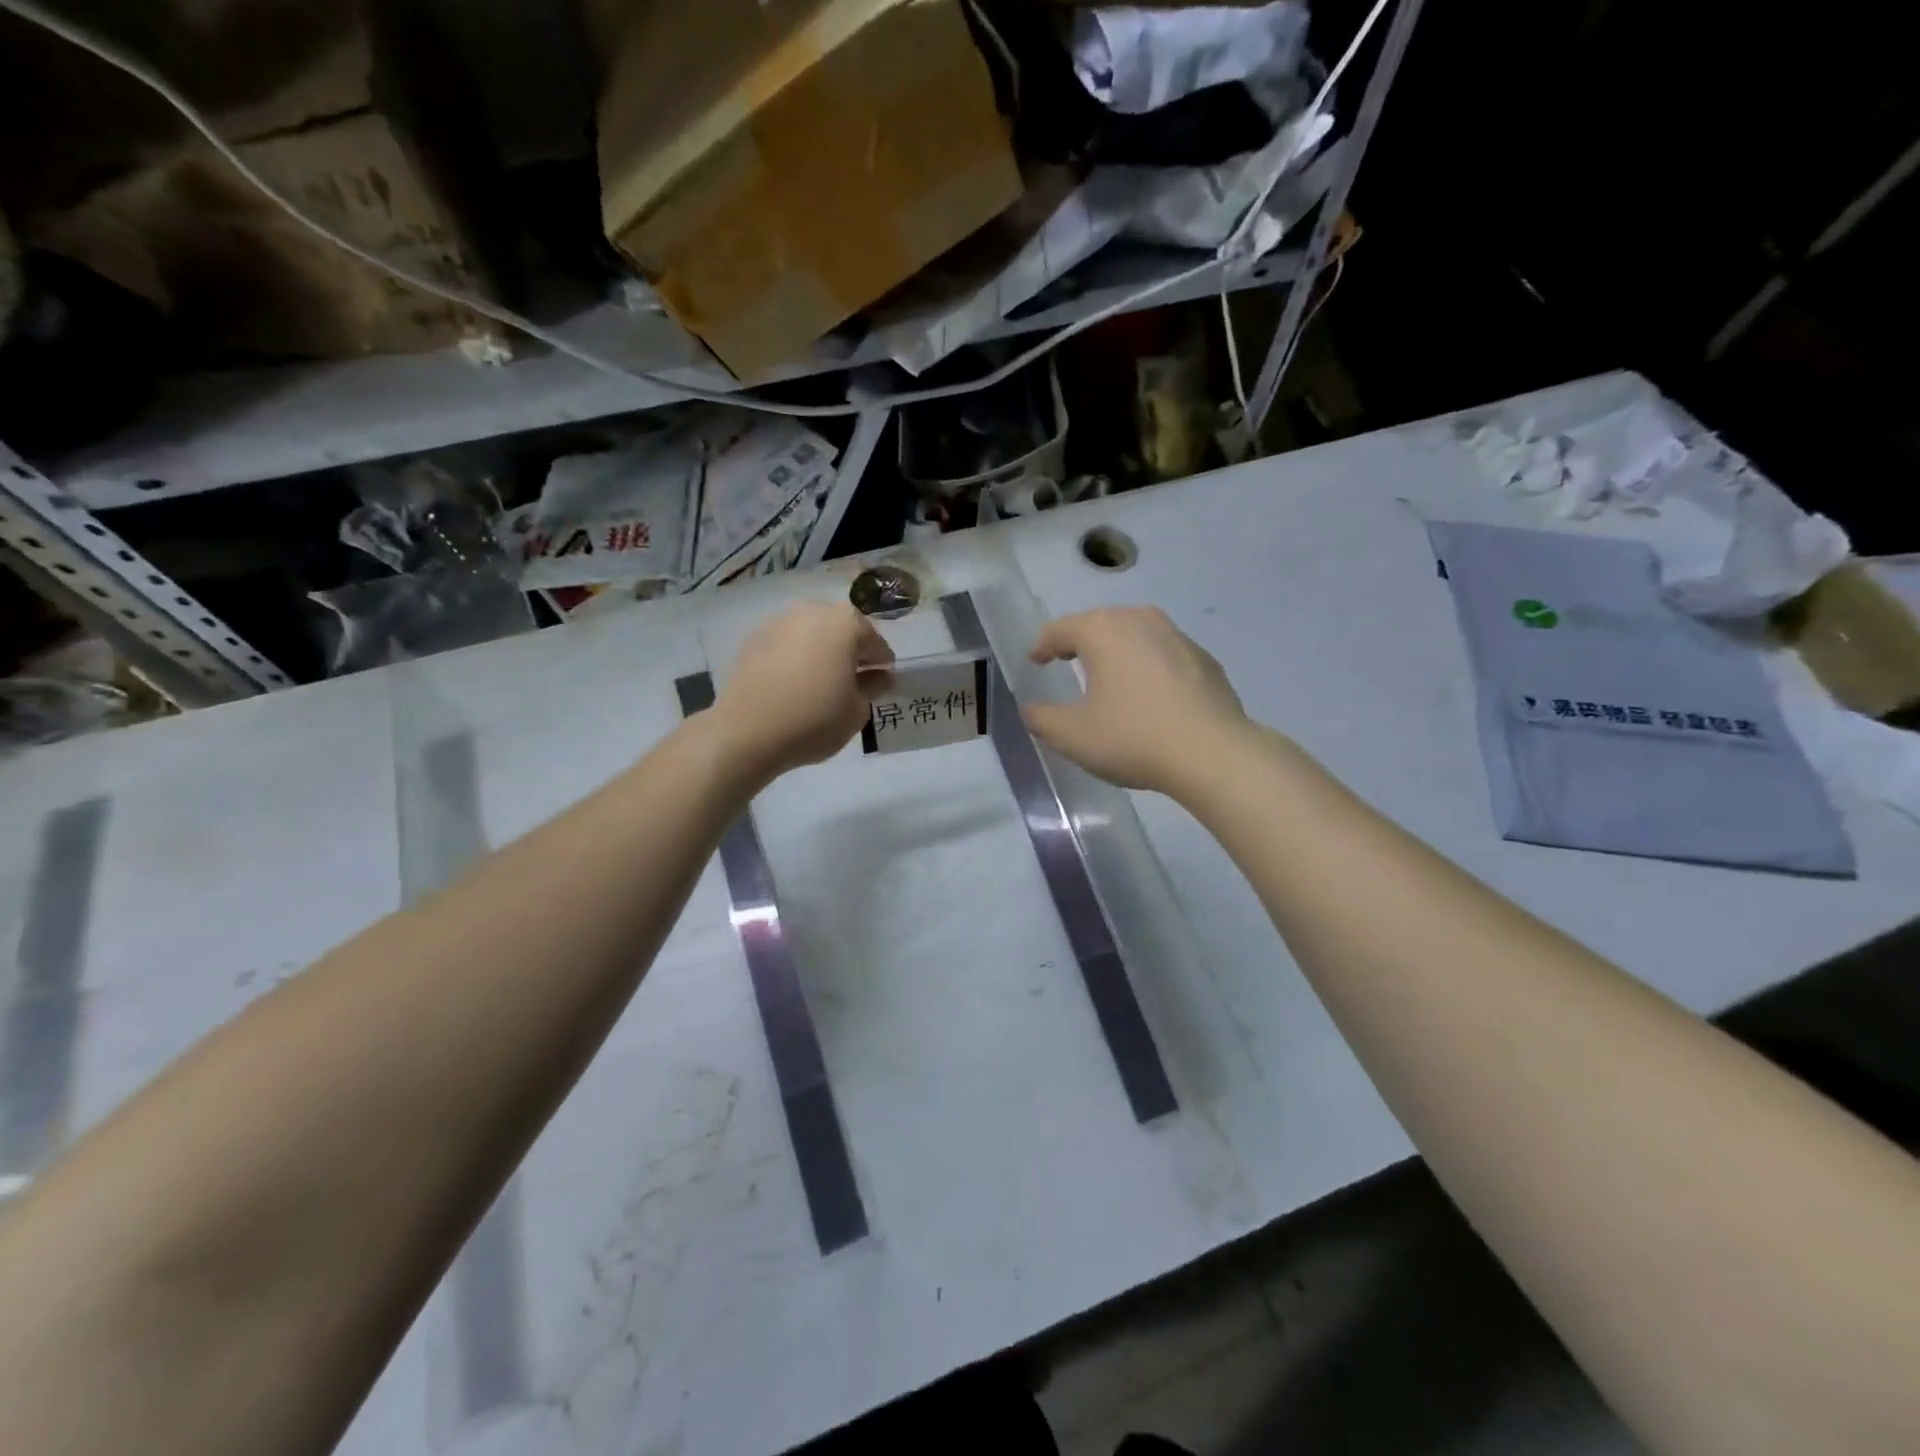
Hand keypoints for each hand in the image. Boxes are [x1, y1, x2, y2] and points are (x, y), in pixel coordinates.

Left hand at [710, 602, 893, 781]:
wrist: (748, 731)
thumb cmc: (815, 718)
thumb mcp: (857, 709)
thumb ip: (873, 686)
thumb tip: (879, 676)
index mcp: (846, 622)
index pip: (875, 642)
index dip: (881, 663)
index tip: (882, 682)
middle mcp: (812, 611)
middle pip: (841, 630)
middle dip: (850, 652)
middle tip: (853, 681)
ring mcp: (779, 622)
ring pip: (811, 634)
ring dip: (821, 652)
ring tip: (821, 683)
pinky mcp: (753, 639)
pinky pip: (786, 645)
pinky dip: (795, 658)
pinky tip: (794, 684)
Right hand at [1023, 607, 1251, 795]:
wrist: (1213, 754)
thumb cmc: (1133, 738)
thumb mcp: (1072, 736)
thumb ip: (1042, 719)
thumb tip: (1030, 709)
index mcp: (1103, 631)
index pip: (1061, 629)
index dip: (1043, 645)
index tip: (1035, 661)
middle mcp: (1140, 620)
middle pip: (1100, 623)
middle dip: (1080, 641)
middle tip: (1066, 660)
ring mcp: (1177, 636)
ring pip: (1135, 634)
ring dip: (1116, 650)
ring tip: (1107, 673)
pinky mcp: (1204, 659)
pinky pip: (1163, 653)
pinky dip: (1147, 665)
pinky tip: (1148, 693)